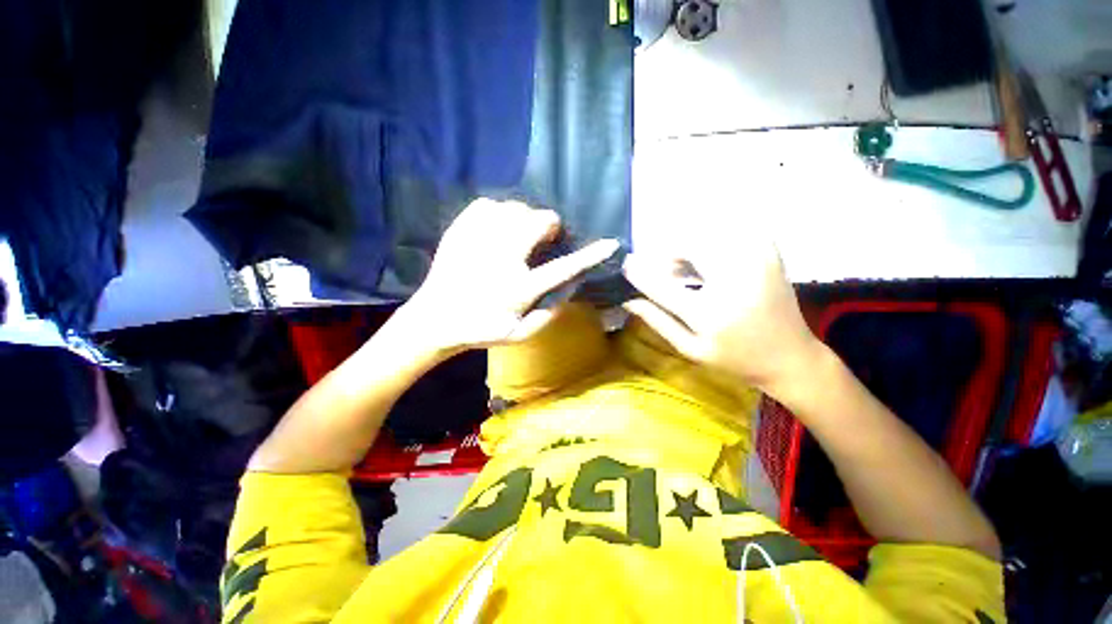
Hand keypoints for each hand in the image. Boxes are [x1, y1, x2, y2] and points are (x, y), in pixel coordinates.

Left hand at [405, 199, 618, 352]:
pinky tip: (495, 226)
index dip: (590, 255)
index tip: (609, 243)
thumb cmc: (479, 329)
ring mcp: (479, 240)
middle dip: (549, 225)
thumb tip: (568, 293)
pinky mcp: (460, 230)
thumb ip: (547, 317)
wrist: (433, 319)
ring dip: (525, 218)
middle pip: (538, 222)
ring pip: (514, 208)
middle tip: (544, 237)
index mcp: (519, 287)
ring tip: (519, 233)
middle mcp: (502, 258)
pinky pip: (487, 205)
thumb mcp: (518, 335)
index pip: (563, 267)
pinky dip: (498, 211)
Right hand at [622, 234, 820, 392]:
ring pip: (706, 238)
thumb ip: (657, 320)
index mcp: (710, 313)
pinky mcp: (768, 252)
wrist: (790, 356)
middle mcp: (733, 280)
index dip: (639, 272)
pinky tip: (712, 268)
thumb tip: (628, 298)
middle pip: (686, 248)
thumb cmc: (735, 358)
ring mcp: (755, 261)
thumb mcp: (690, 348)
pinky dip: (711, 248)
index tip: (625, 264)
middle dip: (670, 257)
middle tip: (667, 274)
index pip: (661, 284)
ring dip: (689, 252)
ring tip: (687, 274)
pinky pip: (727, 236)